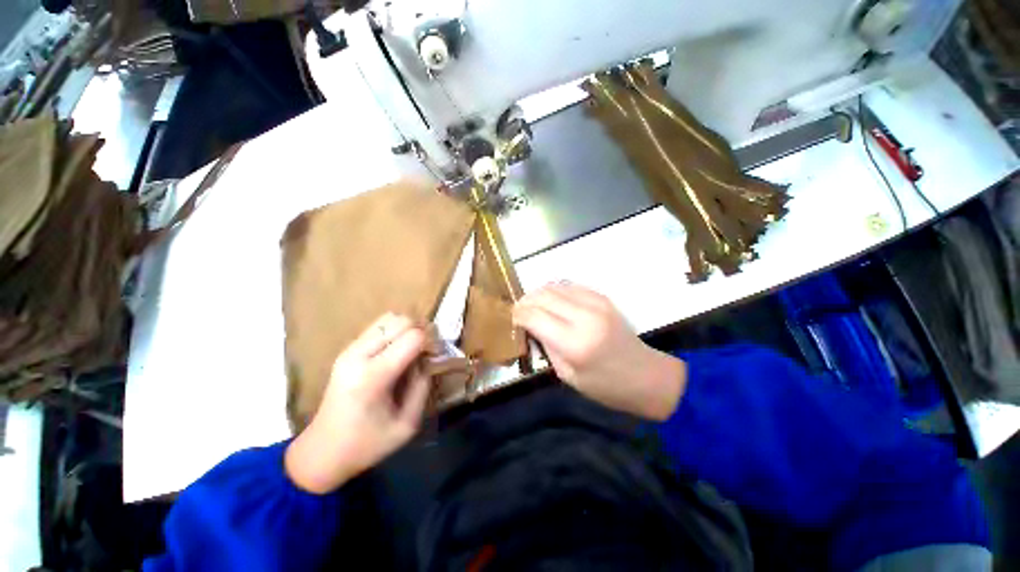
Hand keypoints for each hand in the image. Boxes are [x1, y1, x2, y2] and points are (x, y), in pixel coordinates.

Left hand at [285, 314, 429, 493]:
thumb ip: (423, 385)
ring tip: (413, 349)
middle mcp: (358, 355)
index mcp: (373, 376)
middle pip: (402, 321)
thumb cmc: (367, 444)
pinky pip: (378, 326)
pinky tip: (397, 351)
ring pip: (390, 318)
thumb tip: (428, 359)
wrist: (321, 452)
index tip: (435, 358)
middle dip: (421, 331)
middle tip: (427, 351)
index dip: (431, 343)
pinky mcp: (347, 350)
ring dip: (407, 329)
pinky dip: (395, 332)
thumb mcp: (407, 424)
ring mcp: (349, 350)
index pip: (413, 337)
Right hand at [513, 283, 686, 420]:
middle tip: (518, 311)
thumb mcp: (567, 374)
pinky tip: (552, 302)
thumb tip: (530, 324)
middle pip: (542, 295)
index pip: (534, 316)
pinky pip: (570, 286)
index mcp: (574, 343)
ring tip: (532, 306)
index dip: (518, 314)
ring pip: (554, 286)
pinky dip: (555, 291)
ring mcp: (596, 303)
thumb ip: (546, 345)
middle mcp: (584, 316)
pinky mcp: (602, 297)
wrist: (646, 376)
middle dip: (525, 301)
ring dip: (538, 294)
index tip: (511, 319)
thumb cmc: (605, 386)